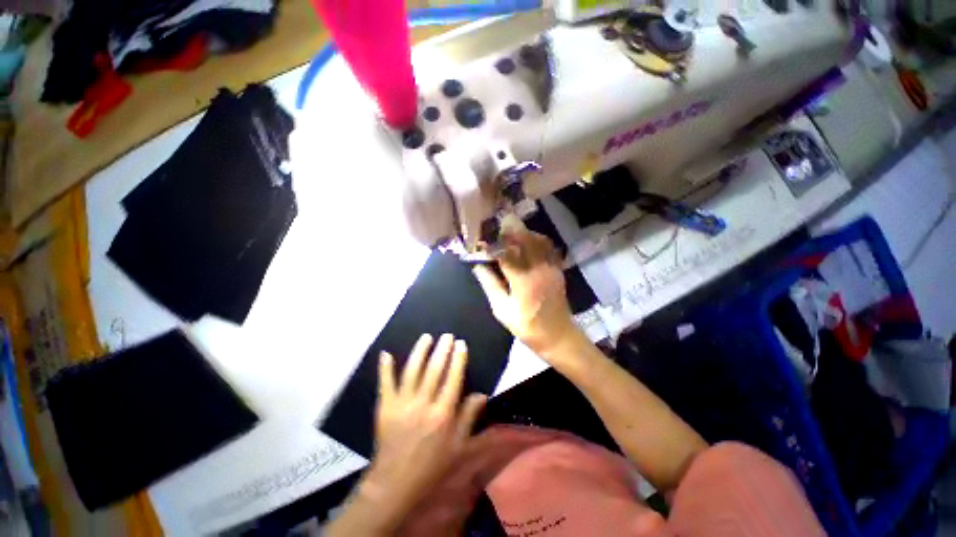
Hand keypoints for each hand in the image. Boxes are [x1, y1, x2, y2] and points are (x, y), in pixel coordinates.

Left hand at [361, 334, 486, 530]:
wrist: (395, 483)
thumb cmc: (431, 465)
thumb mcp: (458, 446)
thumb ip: (469, 417)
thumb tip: (481, 394)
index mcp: (442, 414)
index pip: (453, 379)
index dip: (458, 359)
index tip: (461, 344)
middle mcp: (423, 405)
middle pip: (433, 371)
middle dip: (442, 350)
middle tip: (447, 335)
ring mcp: (402, 404)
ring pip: (412, 371)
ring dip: (419, 352)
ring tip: (426, 337)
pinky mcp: (385, 407)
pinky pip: (386, 384)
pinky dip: (385, 368)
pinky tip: (386, 353)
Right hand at [473, 226, 581, 358]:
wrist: (557, 335)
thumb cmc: (527, 325)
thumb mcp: (502, 310)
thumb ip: (490, 285)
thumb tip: (478, 266)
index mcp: (523, 280)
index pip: (505, 253)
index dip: (491, 245)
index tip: (481, 243)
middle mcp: (538, 268)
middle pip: (523, 239)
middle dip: (507, 233)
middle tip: (494, 235)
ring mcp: (551, 266)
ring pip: (537, 239)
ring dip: (522, 234)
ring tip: (508, 237)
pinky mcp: (557, 268)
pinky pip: (548, 246)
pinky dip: (536, 240)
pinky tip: (526, 243)